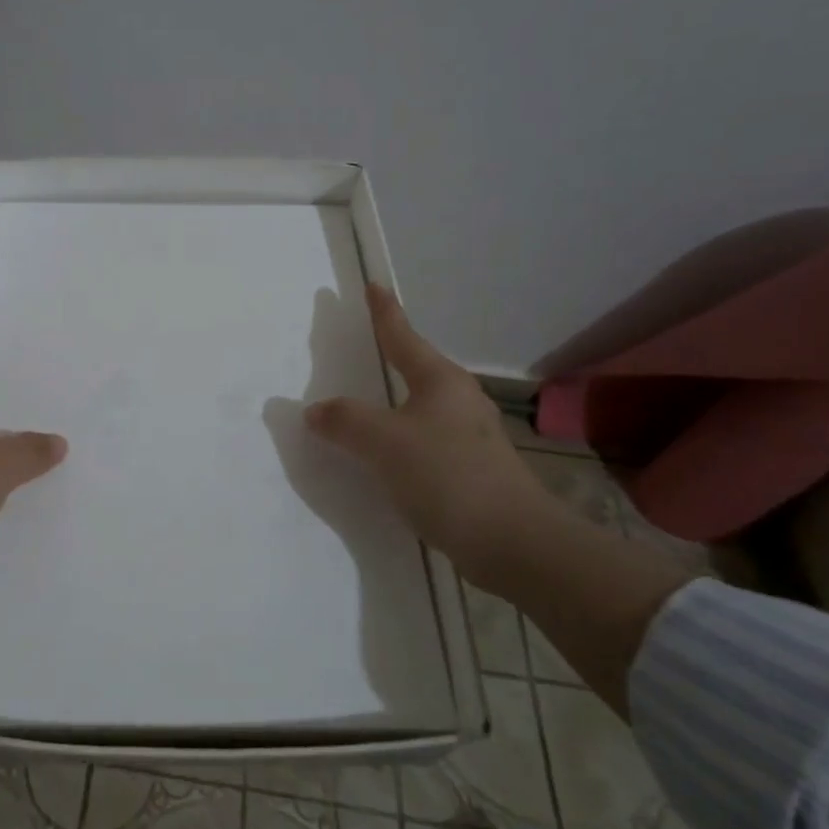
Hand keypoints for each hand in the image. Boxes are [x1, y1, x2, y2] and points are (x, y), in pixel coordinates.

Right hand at [305, 284, 552, 575]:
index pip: (403, 336)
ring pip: (420, 406)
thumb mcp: (383, 442)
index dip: (384, 312)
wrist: (511, 541)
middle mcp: (458, 400)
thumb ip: (345, 421)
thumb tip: (317, 411)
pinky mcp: (470, 469)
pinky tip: (385, 455)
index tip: (373, 286)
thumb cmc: (446, 475)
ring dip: (392, 402)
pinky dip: (399, 438)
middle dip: (390, 356)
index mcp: (440, 381)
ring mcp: (468, 436)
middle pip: (416, 368)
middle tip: (363, 345)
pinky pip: (423, 440)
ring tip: (366, 403)